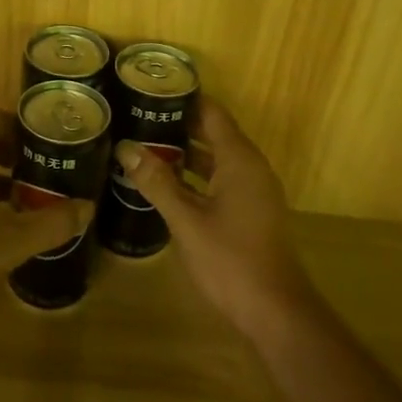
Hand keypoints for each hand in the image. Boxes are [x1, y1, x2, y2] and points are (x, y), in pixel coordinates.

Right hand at [114, 101, 314, 336]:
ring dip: (184, 150)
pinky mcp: (250, 210)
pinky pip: (220, 178)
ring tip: (144, 143)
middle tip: (137, 116)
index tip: (149, 90)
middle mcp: (250, 167)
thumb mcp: (187, 220)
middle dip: (177, 123)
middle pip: (213, 132)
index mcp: (239, 160)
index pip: (211, 113)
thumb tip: (126, 147)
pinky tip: (165, 181)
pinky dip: (195, 173)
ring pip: (215, 157)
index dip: (183, 98)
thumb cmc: (231, 260)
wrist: (276, 311)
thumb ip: (157, 182)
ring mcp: (253, 190)